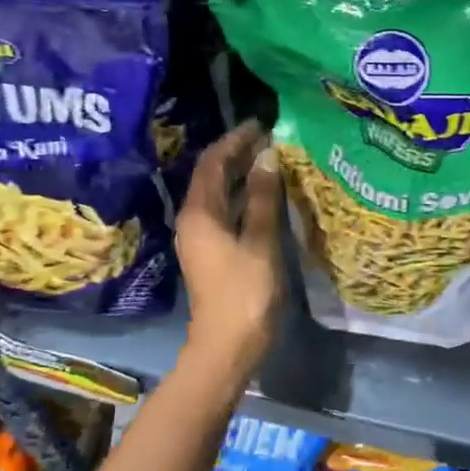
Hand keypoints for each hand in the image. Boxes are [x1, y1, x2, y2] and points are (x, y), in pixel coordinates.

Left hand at [176, 121, 283, 372]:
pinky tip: (270, 194)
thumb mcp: (260, 242)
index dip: (235, 140)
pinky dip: (246, 197)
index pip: (213, 163)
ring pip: (221, 194)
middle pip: (213, 176)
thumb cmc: (245, 293)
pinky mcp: (214, 252)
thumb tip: (268, 156)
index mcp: (200, 213)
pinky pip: (228, 212)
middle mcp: (195, 220)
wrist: (227, 347)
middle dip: (239, 154)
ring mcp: (203, 238)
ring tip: (275, 159)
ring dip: (244, 175)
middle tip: (272, 137)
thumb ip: (265, 198)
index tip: (261, 123)